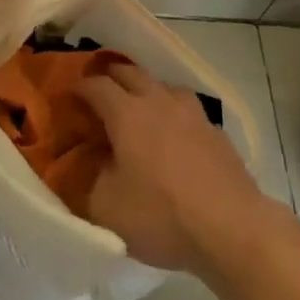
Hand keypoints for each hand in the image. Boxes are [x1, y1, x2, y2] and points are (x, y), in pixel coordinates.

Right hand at [79, 63, 265, 273]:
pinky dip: (172, 113)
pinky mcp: (216, 131)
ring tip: (138, 107)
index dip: (78, 87)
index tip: (67, 95)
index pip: (96, 85)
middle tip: (97, 91)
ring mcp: (192, 113)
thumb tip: (81, 165)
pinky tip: (174, 134)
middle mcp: (158, 101)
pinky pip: (187, 109)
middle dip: (109, 77)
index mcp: (127, 113)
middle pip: (129, 72)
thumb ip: (86, 182)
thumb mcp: (107, 208)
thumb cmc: (162, 216)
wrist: (233, 228)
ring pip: (162, 85)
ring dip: (145, 89)